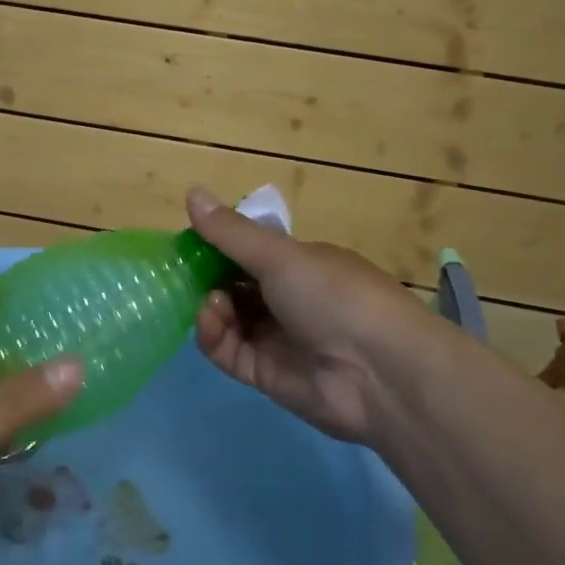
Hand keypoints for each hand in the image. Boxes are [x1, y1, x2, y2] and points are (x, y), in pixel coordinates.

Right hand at [187, 187, 464, 445]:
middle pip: (235, 285)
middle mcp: (288, 298)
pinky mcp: (266, 374)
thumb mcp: (279, 255)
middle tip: (184, 274)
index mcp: (299, 264)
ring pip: (228, 318)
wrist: (380, 372)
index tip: (189, 242)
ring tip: (211, 302)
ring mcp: (277, 338)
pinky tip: (210, 322)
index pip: (249, 251)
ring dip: (210, 306)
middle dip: (208, 278)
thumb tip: (191, 190)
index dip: (218, 246)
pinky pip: (229, 352)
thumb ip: (230, 232)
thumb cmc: (333, 295)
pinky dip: (214, 336)